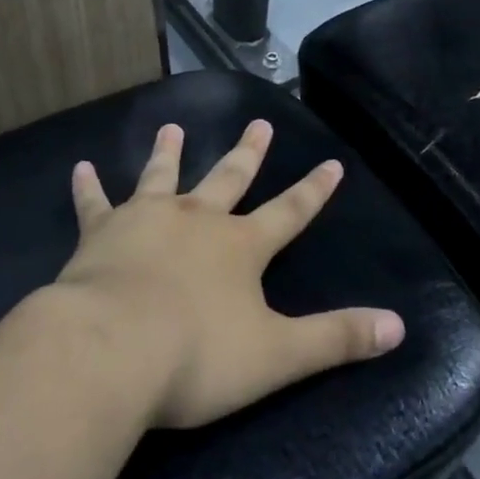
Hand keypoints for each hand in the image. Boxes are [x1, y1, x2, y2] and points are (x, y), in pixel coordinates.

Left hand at [52, 121, 405, 430]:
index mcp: (240, 246)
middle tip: (258, 123)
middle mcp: (196, 220)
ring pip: (162, 176)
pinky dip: (88, 187)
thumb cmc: (197, 356)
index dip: (313, 190)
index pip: (289, 212)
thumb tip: (399, 326)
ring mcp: (146, 219)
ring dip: (169, 152)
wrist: (111, 349)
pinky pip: (94, 204)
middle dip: (247, 153)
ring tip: (173, 127)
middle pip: (229, 178)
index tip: (332, 162)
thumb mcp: (278, 355)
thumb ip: (337, 338)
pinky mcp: (100, 232)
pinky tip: (80, 167)